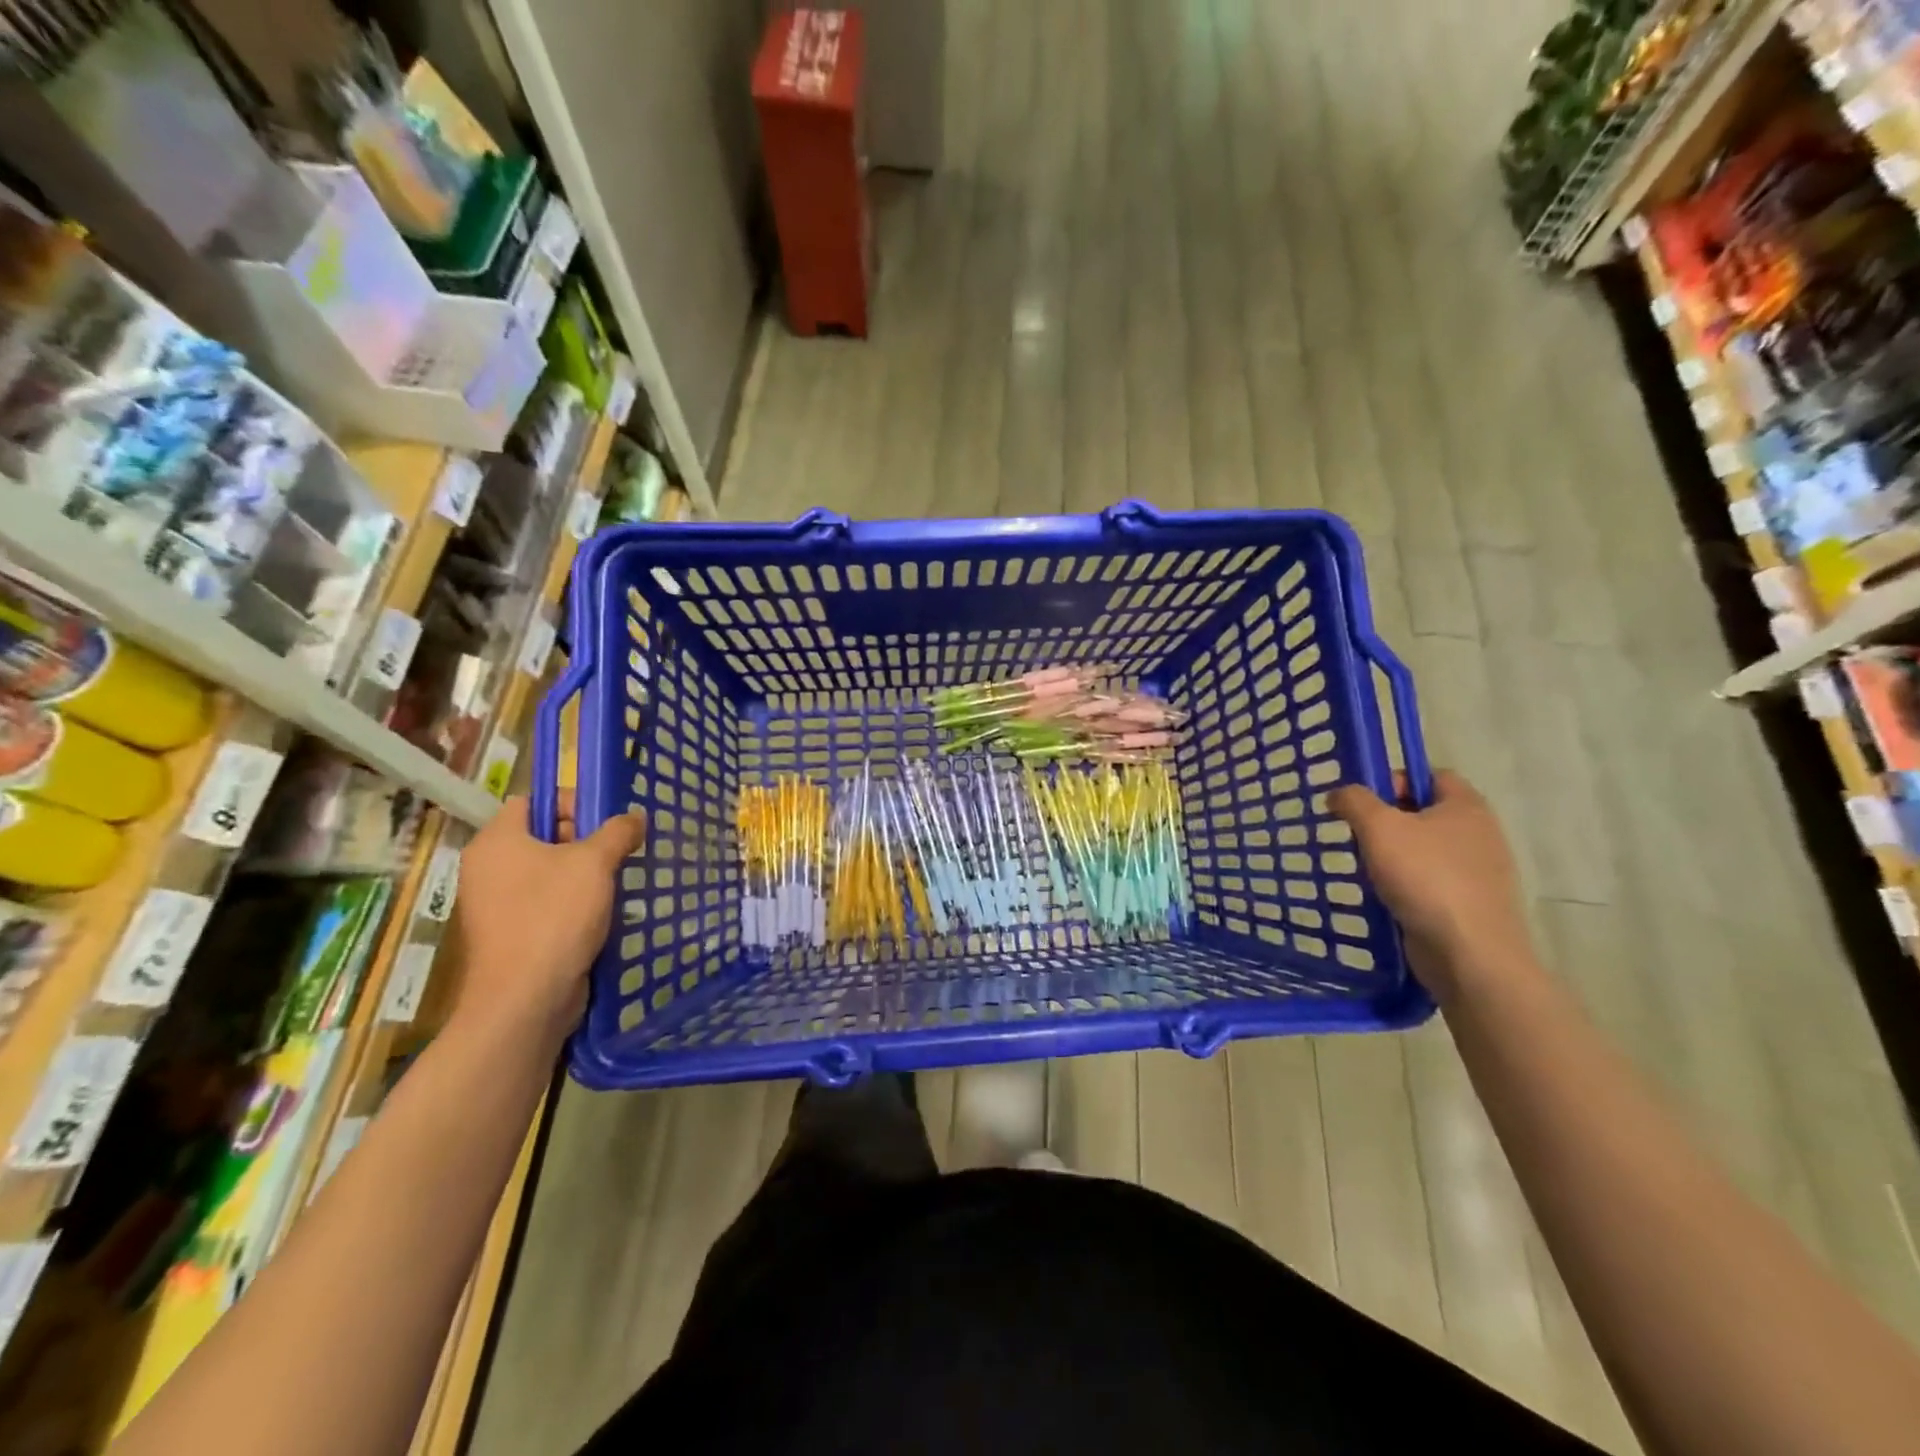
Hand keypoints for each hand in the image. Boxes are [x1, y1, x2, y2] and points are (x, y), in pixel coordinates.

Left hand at [449, 794, 644, 1043]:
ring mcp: (497, 904)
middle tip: (619, 852)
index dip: (571, 802)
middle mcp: (489, 868)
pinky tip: (604, 913)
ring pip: (548, 872)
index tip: (607, 820)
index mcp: (497, 841)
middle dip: (585, 840)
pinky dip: (575, 904)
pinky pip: (547, 904)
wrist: (525, 1000)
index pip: (532, 801)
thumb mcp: (595, 863)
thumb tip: (635, 816)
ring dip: (585, 875)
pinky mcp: (512, 934)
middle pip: (543, 835)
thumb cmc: (554, 917)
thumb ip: (618, 832)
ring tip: (618, 882)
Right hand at [1329, 770, 1533, 1001]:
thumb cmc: (1426, 877)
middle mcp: (1480, 833)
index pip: (1430, 775)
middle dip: (1387, 821)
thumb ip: (1354, 801)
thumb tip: (1339, 794)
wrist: (1470, 954)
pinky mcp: (1470, 904)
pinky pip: (1430, 882)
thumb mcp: (1378, 827)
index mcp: (1467, 805)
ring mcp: (1479, 872)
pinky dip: (1406, 886)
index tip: (1363, 801)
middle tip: (1357, 835)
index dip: (1395, 780)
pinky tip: (1385, 898)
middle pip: (1425, 813)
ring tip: (1365, 869)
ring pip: (1425, 850)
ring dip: (1393, 856)